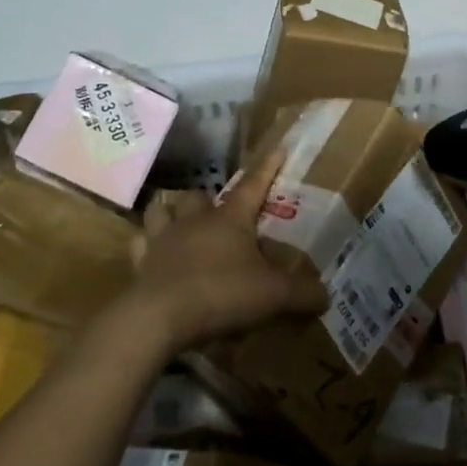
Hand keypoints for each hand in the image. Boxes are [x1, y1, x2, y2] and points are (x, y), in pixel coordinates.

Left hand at [125, 150, 327, 355]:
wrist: (160, 317)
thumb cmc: (222, 293)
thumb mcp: (273, 295)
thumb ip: (302, 293)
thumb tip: (326, 295)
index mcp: (230, 219)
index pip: (253, 185)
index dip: (267, 168)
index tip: (278, 148)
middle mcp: (195, 220)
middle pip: (199, 195)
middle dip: (207, 198)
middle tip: (216, 210)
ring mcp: (163, 238)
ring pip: (162, 210)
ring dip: (170, 212)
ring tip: (178, 221)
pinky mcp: (141, 262)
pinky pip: (140, 244)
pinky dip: (146, 245)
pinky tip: (151, 252)